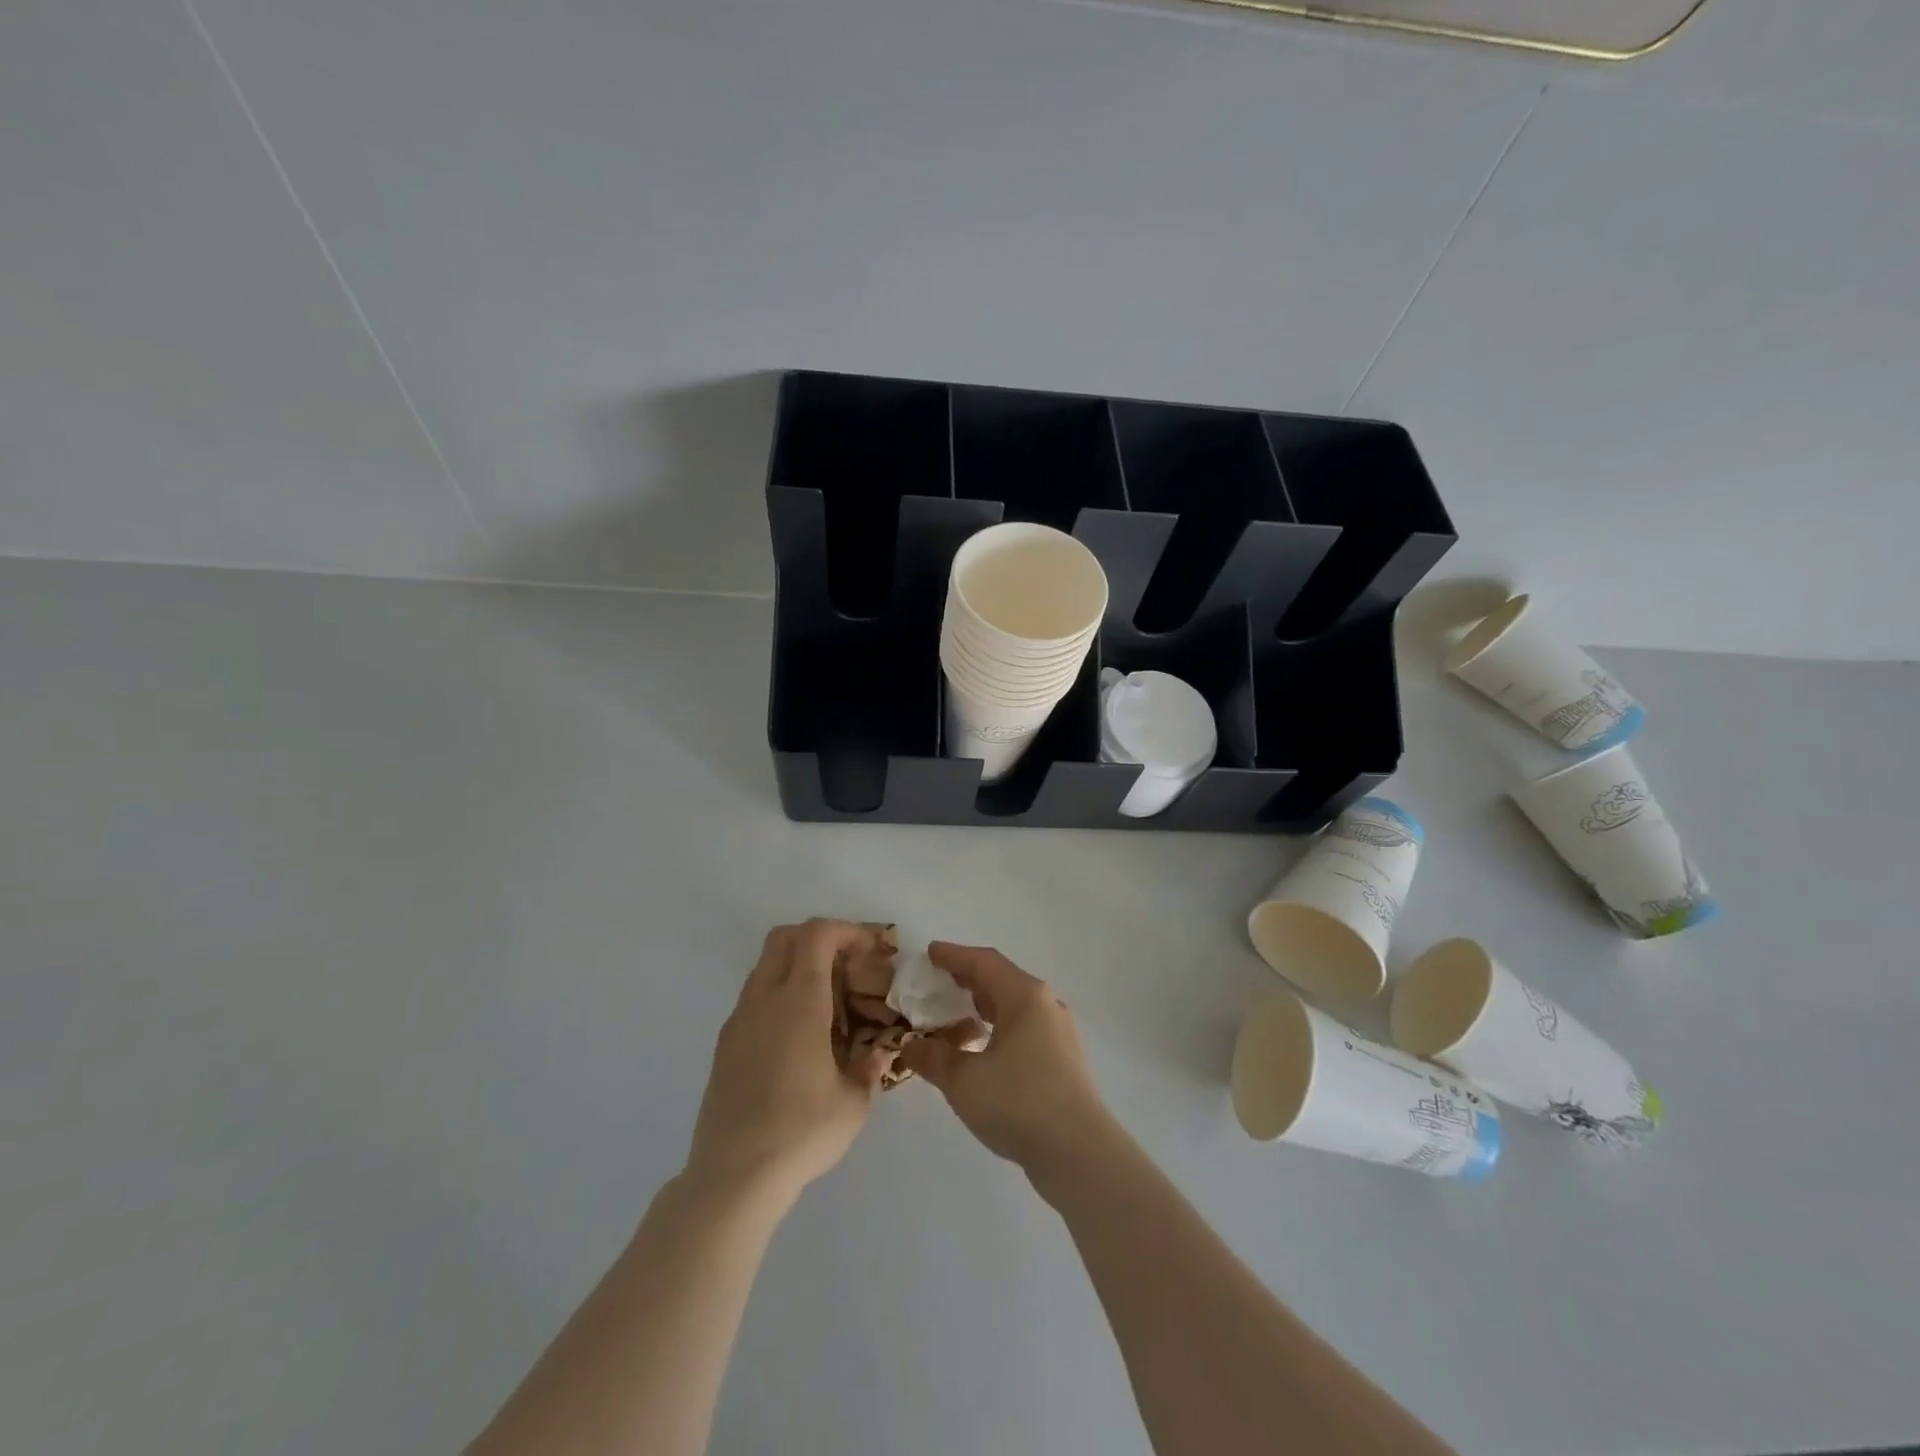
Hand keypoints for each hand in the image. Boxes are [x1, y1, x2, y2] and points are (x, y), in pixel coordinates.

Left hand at [685, 921, 888, 1203]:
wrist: (733, 1177)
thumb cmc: (801, 1133)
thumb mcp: (853, 1103)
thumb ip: (869, 1068)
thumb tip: (878, 1053)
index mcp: (799, 1002)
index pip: (817, 935)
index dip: (846, 930)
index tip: (871, 949)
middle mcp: (764, 1000)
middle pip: (785, 937)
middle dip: (819, 938)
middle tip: (847, 965)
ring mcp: (739, 1020)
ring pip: (765, 965)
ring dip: (797, 965)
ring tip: (826, 1002)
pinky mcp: (724, 1044)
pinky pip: (754, 997)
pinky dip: (779, 994)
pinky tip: (797, 1035)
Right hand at [898, 943, 1112, 1177]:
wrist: (1079, 1152)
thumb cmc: (1019, 1102)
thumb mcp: (964, 1080)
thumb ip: (934, 1058)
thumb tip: (911, 1045)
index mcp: (1024, 996)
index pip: (984, 962)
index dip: (954, 955)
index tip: (930, 952)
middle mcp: (1045, 1005)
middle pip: (1002, 980)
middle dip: (969, 977)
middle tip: (941, 978)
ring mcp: (1058, 1033)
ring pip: (1015, 1006)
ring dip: (985, 1004)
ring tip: (958, 1012)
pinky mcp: (1063, 1060)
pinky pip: (1024, 1028)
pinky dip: (999, 1027)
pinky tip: (984, 1048)